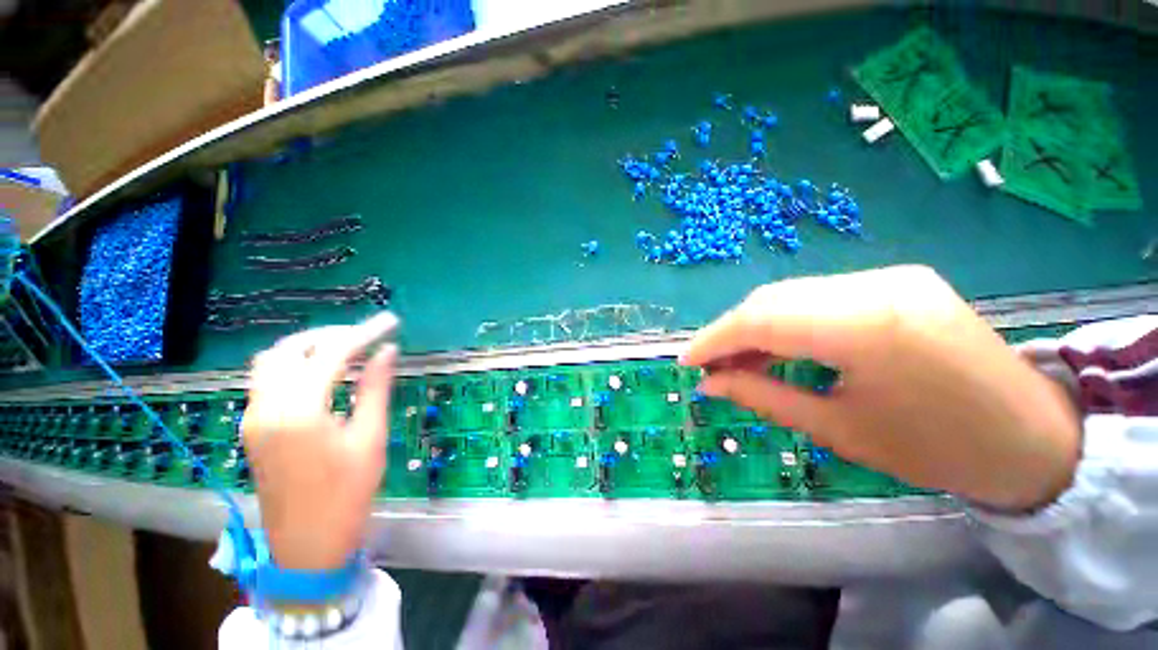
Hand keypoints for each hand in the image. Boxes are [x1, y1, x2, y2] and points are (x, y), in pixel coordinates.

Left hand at [242, 313, 398, 570]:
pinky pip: (267, 380)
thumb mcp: (370, 438)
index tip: (389, 323)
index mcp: (299, 411)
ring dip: (308, 347)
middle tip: (366, 336)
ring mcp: (254, 418)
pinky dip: (294, 365)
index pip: (331, 354)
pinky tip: (322, 374)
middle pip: (291, 349)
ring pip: (272, 362)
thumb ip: (375, 388)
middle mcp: (267, 407)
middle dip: (330, 335)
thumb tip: (387, 351)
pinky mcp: (253, 428)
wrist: (307, 545)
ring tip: (346, 349)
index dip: (363, 333)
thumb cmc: (347, 494)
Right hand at [681, 266, 1080, 510]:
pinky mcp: (895, 279)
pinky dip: (785, 321)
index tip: (687, 362)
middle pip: (772, 300)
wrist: (1033, 436)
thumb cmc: (937, 450)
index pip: (761, 320)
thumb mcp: (839, 431)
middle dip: (730, 333)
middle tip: (711, 367)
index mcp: (868, 328)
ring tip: (738, 362)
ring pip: (790, 295)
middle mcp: (876, 285)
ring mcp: (889, 276)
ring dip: (755, 327)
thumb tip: (710, 384)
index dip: (714, 339)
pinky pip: (817, 296)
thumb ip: (763, 397)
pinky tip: (777, 347)